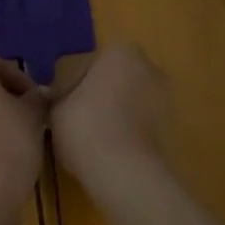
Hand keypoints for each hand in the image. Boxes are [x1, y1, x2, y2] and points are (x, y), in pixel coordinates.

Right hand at [50, 43, 167, 186]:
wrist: (125, 173)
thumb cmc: (85, 126)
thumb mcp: (55, 107)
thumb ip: (56, 97)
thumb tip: (53, 97)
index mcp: (119, 52)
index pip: (85, 65)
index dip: (69, 86)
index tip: (58, 106)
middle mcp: (147, 66)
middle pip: (111, 80)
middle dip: (96, 96)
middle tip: (73, 120)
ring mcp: (163, 97)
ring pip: (127, 101)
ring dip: (112, 113)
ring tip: (90, 138)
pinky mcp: (170, 127)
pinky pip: (138, 123)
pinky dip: (125, 131)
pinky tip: (107, 150)